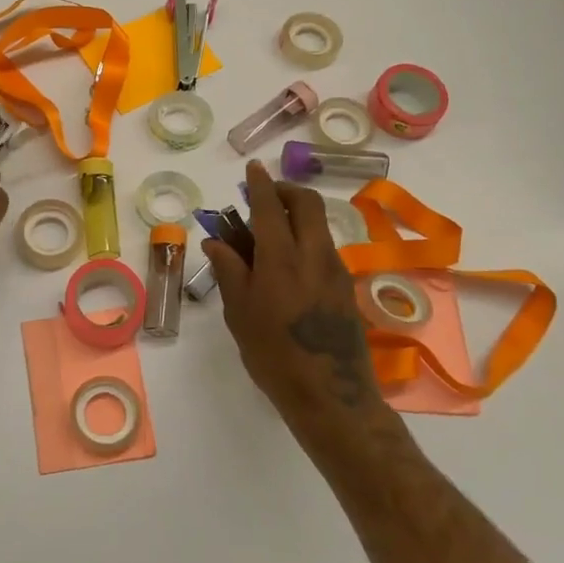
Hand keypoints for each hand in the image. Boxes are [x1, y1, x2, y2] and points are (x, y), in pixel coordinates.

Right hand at [206, 162, 394, 446]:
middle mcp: (314, 254)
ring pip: (320, 225)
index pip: (271, 206)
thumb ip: (229, 270)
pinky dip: (307, 239)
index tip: (253, 168)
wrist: (330, 395)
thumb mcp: (239, 312)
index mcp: (282, 257)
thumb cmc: (273, 354)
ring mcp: (336, 270)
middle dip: (287, 190)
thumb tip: (216, 240)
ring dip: (298, 215)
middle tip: (265, 196)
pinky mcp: (347, 287)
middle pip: (308, 203)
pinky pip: (325, 248)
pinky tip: (289, 265)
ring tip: (271, 234)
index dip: (261, 183)